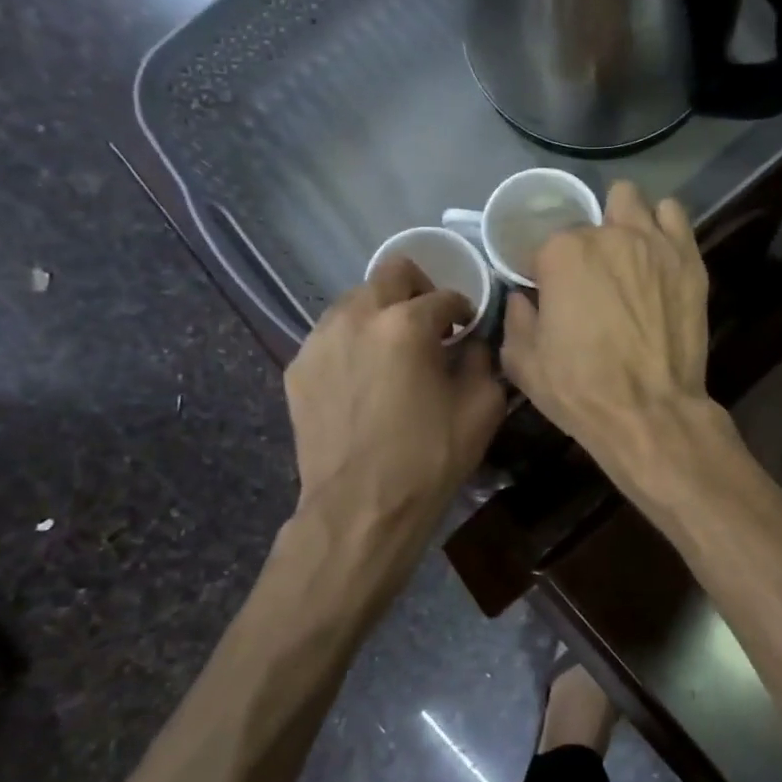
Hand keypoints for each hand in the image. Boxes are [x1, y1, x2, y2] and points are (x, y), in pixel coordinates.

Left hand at [285, 258, 505, 525]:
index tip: (467, 327)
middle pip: (391, 274)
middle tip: (430, 324)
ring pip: (355, 301)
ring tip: (394, 351)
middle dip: (418, 290)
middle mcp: (357, 317)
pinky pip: (331, 336)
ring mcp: (320, 340)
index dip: (463, 309)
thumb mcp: (481, 408)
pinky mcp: (298, 368)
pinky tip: (365, 379)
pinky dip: (353, 343)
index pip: (444, 295)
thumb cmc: (429, 458)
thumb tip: (473, 343)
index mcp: (406, 323)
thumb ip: (483, 360)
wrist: (361, 508)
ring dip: (382, 313)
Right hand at [501, 182, 716, 476]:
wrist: (649, 412)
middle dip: (585, 245)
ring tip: (625, 252)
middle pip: (589, 221)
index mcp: (563, 254)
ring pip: (631, 200)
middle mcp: (608, 235)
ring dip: (622, 219)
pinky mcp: (688, 259)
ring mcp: (653, 243)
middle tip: (590, 278)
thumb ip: (516, 320)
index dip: (545, 273)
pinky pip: (674, 216)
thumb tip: (522, 299)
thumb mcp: (524, 363)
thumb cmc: (580, 389)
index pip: (544, 245)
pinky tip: (656, 251)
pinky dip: (661, 225)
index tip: (550, 296)